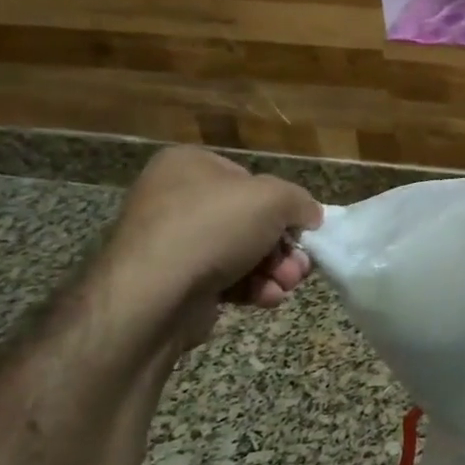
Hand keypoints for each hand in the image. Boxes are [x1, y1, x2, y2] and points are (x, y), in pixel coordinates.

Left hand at [100, 148, 323, 346]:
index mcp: (189, 165)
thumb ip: (300, 201)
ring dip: (273, 271)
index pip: (250, 179)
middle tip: (300, 267)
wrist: (154, 295)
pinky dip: (250, 289)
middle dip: (283, 248)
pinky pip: (223, 280)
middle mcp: (175, 199)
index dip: (282, 205)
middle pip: (250, 221)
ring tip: (286, 285)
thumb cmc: (213, 228)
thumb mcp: (274, 199)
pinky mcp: (174, 283)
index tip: (302, 229)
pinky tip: (265, 299)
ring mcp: (172, 243)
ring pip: (242, 254)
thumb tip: (310, 216)